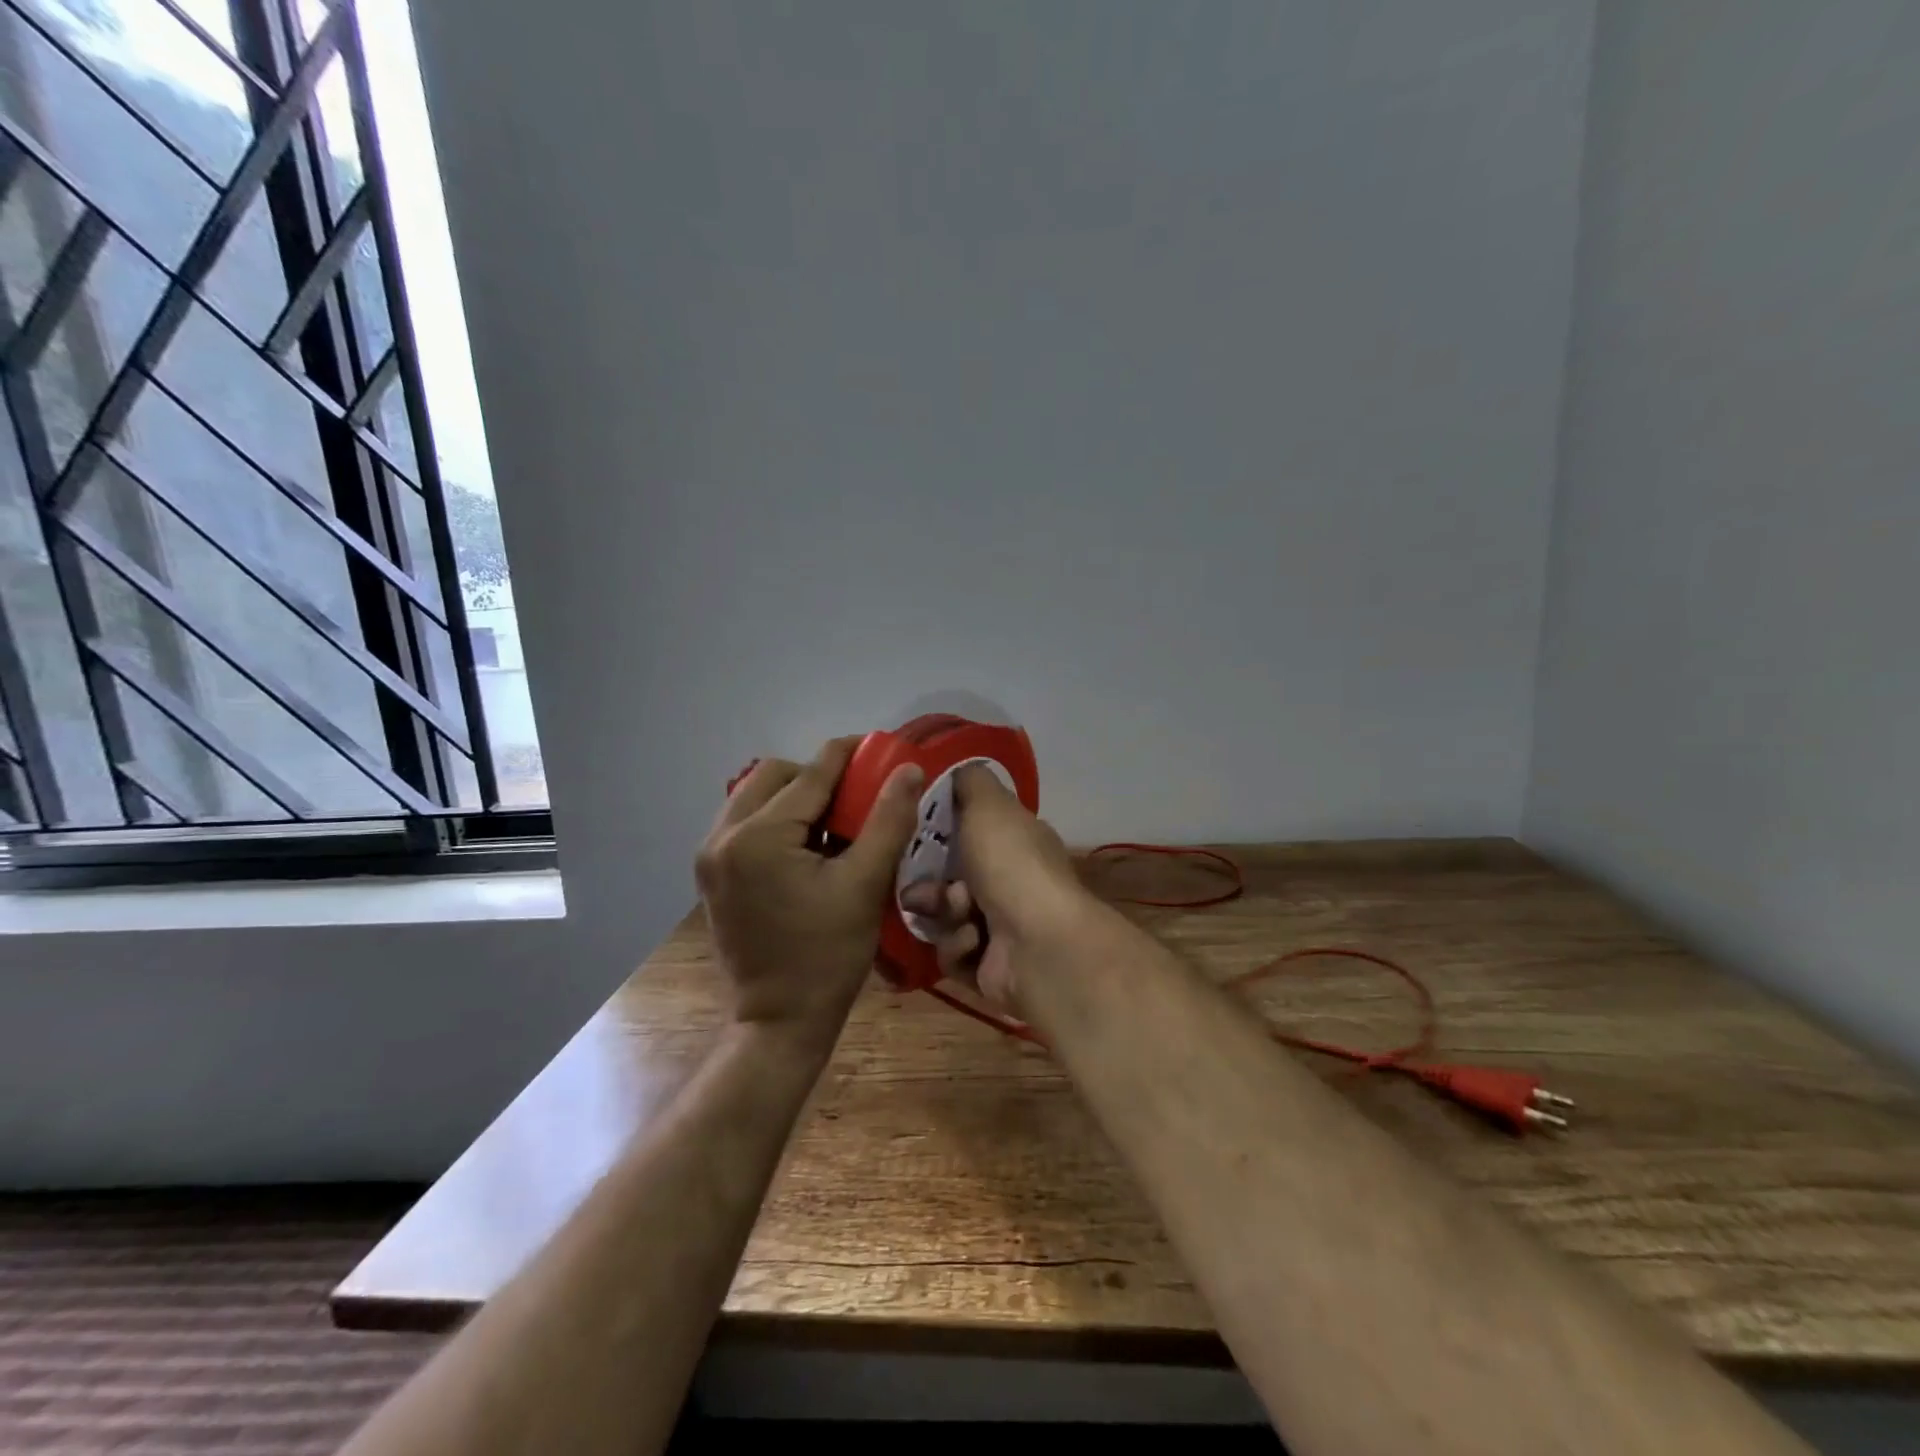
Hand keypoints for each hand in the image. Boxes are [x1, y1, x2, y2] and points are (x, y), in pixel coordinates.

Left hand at [697, 737, 923, 1044]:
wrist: (780, 1021)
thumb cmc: (828, 956)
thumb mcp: (865, 884)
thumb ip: (889, 819)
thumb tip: (908, 768)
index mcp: (758, 836)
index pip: (812, 773)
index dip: (852, 755)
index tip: (883, 748)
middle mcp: (723, 836)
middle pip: (776, 775)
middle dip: (820, 776)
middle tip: (859, 796)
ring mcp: (711, 855)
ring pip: (757, 796)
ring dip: (798, 797)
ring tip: (837, 821)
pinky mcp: (712, 873)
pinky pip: (747, 823)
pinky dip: (779, 820)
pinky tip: (810, 846)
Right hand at [898, 764, 1088, 1009]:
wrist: (1039, 944)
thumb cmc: (1010, 864)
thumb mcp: (988, 804)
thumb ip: (970, 781)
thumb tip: (959, 769)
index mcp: (1016, 842)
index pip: (970, 831)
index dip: (938, 833)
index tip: (911, 835)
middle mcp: (1012, 882)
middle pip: (950, 877)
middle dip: (930, 882)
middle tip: (918, 886)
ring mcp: (1003, 927)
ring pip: (946, 916)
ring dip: (944, 914)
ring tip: (957, 915)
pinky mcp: (991, 968)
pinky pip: (954, 953)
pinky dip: (958, 946)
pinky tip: (973, 942)